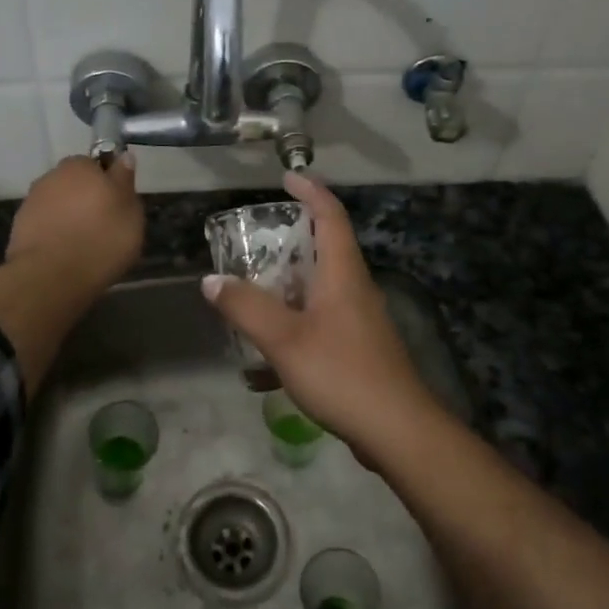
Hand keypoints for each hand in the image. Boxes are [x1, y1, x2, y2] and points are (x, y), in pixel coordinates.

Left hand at [7, 154, 144, 290]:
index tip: (117, 205)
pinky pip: (45, 224)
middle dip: (86, 199)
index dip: (108, 184)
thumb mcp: (130, 212)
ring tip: (82, 244)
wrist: (50, 276)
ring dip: (68, 216)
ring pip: (58, 203)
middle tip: (102, 226)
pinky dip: (53, 232)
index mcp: (81, 166)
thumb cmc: (100, 240)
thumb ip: (125, 181)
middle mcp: (52, 176)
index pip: (97, 164)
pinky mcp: (19, 226)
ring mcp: (32, 200)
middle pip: (75, 184)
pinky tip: (63, 252)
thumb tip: (123, 157)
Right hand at [201, 171, 437, 447]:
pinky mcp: (358, 349)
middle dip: (291, 241)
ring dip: (287, 287)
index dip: (310, 191)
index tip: (287, 178)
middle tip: (255, 242)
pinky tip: (265, 363)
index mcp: (343, 273)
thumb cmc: (342, 373)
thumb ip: (245, 307)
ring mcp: (359, 321)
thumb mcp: (284, 339)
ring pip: (320, 289)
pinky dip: (293, 327)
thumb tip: (211, 280)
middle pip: (325, 250)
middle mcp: (355, 289)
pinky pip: (320, 323)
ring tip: (251, 297)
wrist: (397, 431)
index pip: (331, 215)